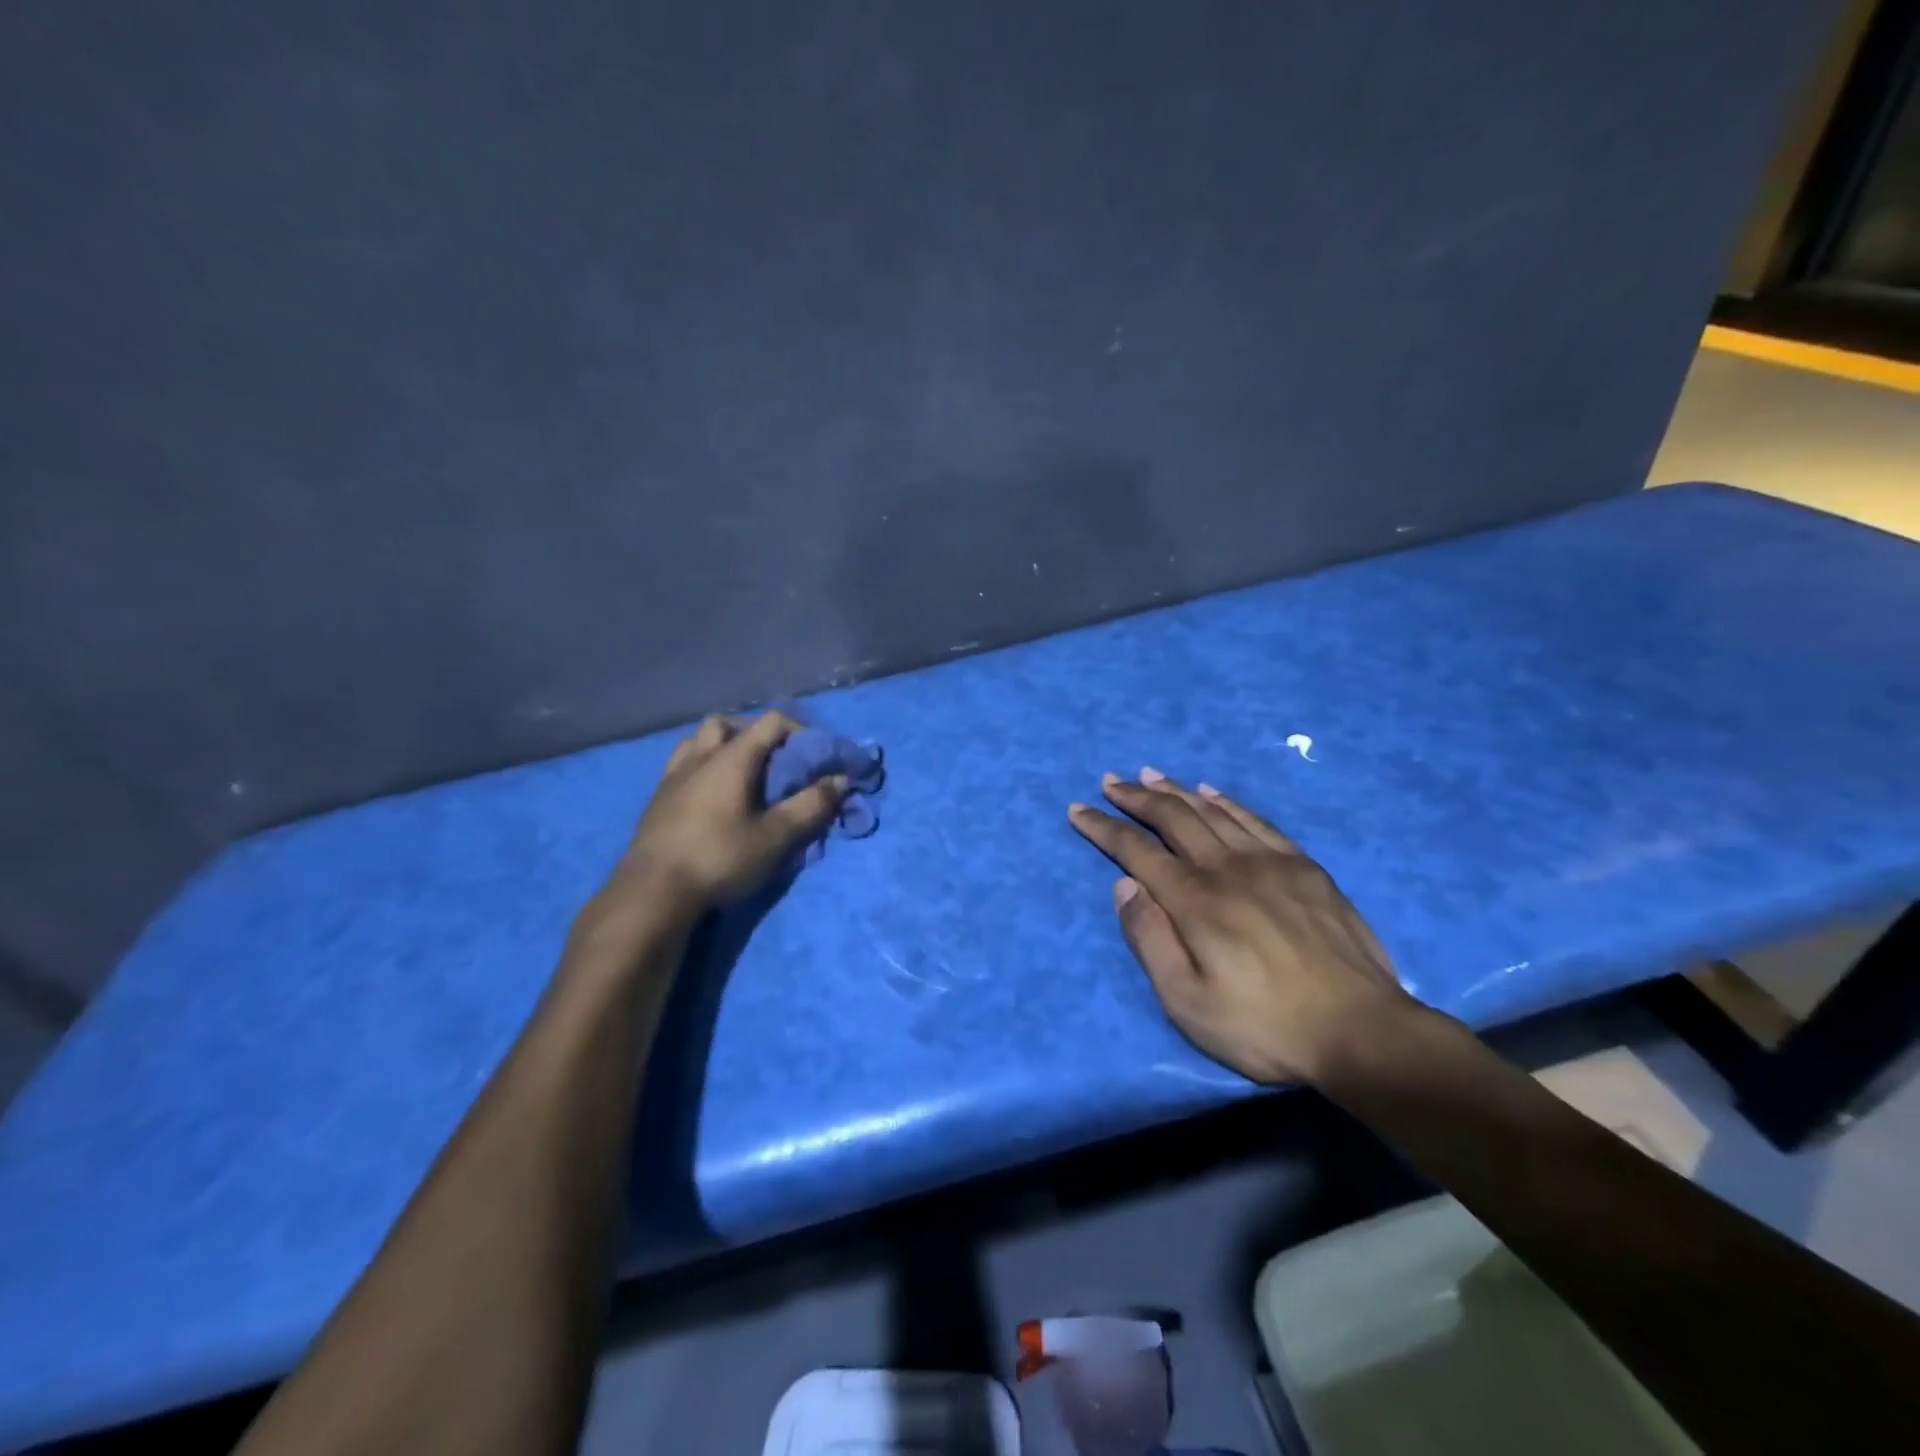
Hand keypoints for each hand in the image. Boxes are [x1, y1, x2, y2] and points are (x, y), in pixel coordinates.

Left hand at [590, 712, 846, 927]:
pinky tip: (711, 797)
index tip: (815, 756)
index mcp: (731, 758)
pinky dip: (701, 768)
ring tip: (740, 774)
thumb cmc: (720, 858)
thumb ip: (810, 806)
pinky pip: (681, 766)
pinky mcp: (657, 800)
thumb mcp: (775, 837)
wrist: (652, 892)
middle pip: (727, 723)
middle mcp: (699, 757)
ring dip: (722, 747)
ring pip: (698, 741)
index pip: (770, 722)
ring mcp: (672, 777)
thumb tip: (839, 780)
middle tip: (772, 761)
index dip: (799, 731)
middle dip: (754, 734)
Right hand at [1068, 769, 1417, 1085]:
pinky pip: (1257, 820)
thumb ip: (1150, 940)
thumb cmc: (1264, 1026)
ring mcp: (1270, 862)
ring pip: (1212, 811)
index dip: (1103, 828)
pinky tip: (1213, 792)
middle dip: (1136, 797)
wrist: (1363, 1032)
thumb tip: (1125, 886)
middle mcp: (1227, 867)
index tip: (1078, 810)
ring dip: (1176, 790)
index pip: (1136, 850)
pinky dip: (1228, 801)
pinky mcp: (1304, 867)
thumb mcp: (1188, 1002)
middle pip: (1173, 818)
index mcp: (1195, 900)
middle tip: (1110, 781)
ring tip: (1151, 774)